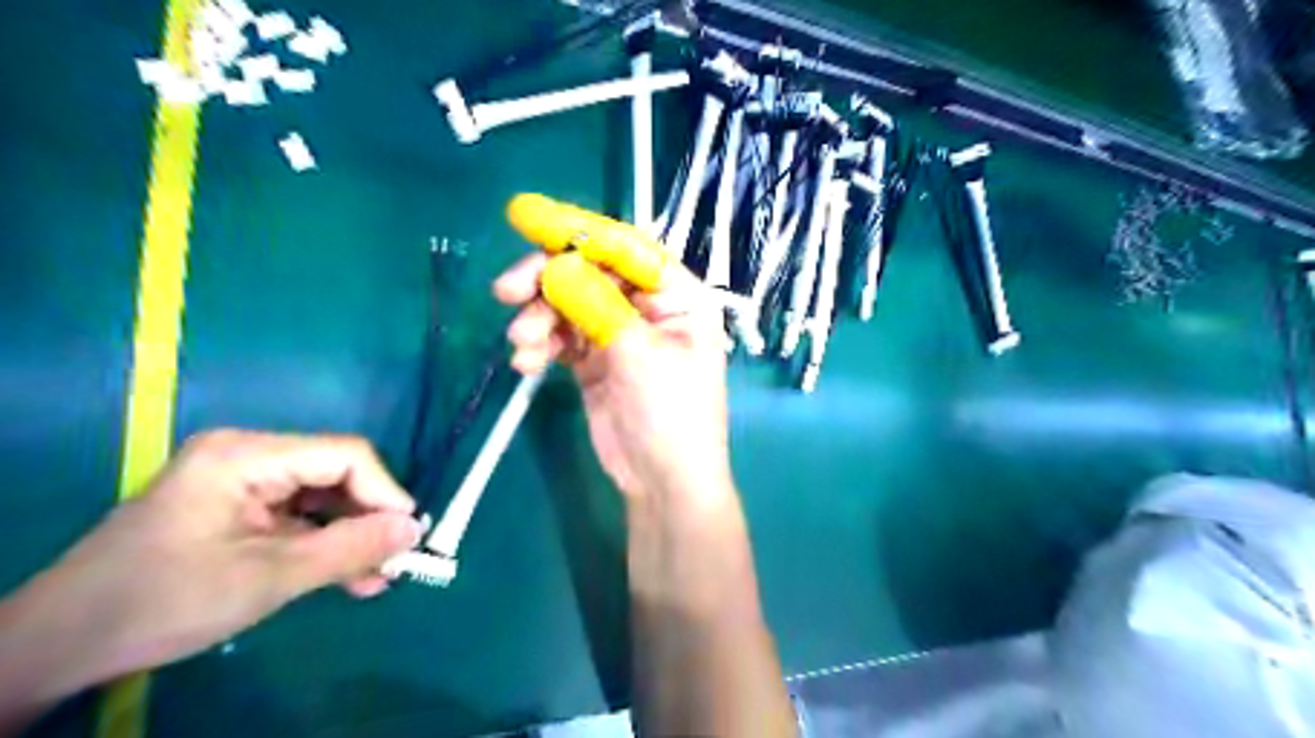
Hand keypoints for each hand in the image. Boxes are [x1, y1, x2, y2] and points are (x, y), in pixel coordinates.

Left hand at [0, 432, 417, 709]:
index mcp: (247, 455)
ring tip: (375, 578)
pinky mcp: (238, 508)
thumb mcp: (268, 578)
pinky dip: (324, 546)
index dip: (385, 492)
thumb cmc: (163, 601)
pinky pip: (299, 518)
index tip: (407, 536)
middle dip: (368, 520)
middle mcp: (249, 456)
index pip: (344, 456)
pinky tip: (347, 578)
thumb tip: (414, 530)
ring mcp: (242, 482)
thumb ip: (349, 549)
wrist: (59, 645)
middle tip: (393, 562)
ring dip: (350, 539)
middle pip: (336, 476)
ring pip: (322, 500)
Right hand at [495, 254, 735, 499]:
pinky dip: (540, 345)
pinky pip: (560, 337)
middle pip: (590, 272)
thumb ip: (597, 304)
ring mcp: (619, 333)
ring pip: (568, 304)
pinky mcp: (595, 361)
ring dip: (538, 318)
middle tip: (505, 291)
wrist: (662, 482)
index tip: (527, 216)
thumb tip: (556, 264)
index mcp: (677, 296)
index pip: (626, 248)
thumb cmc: (670, 414)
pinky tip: (527, 365)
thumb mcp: (638, 353)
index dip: (578, 230)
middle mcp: (648, 308)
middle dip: (546, 279)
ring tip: (523, 345)